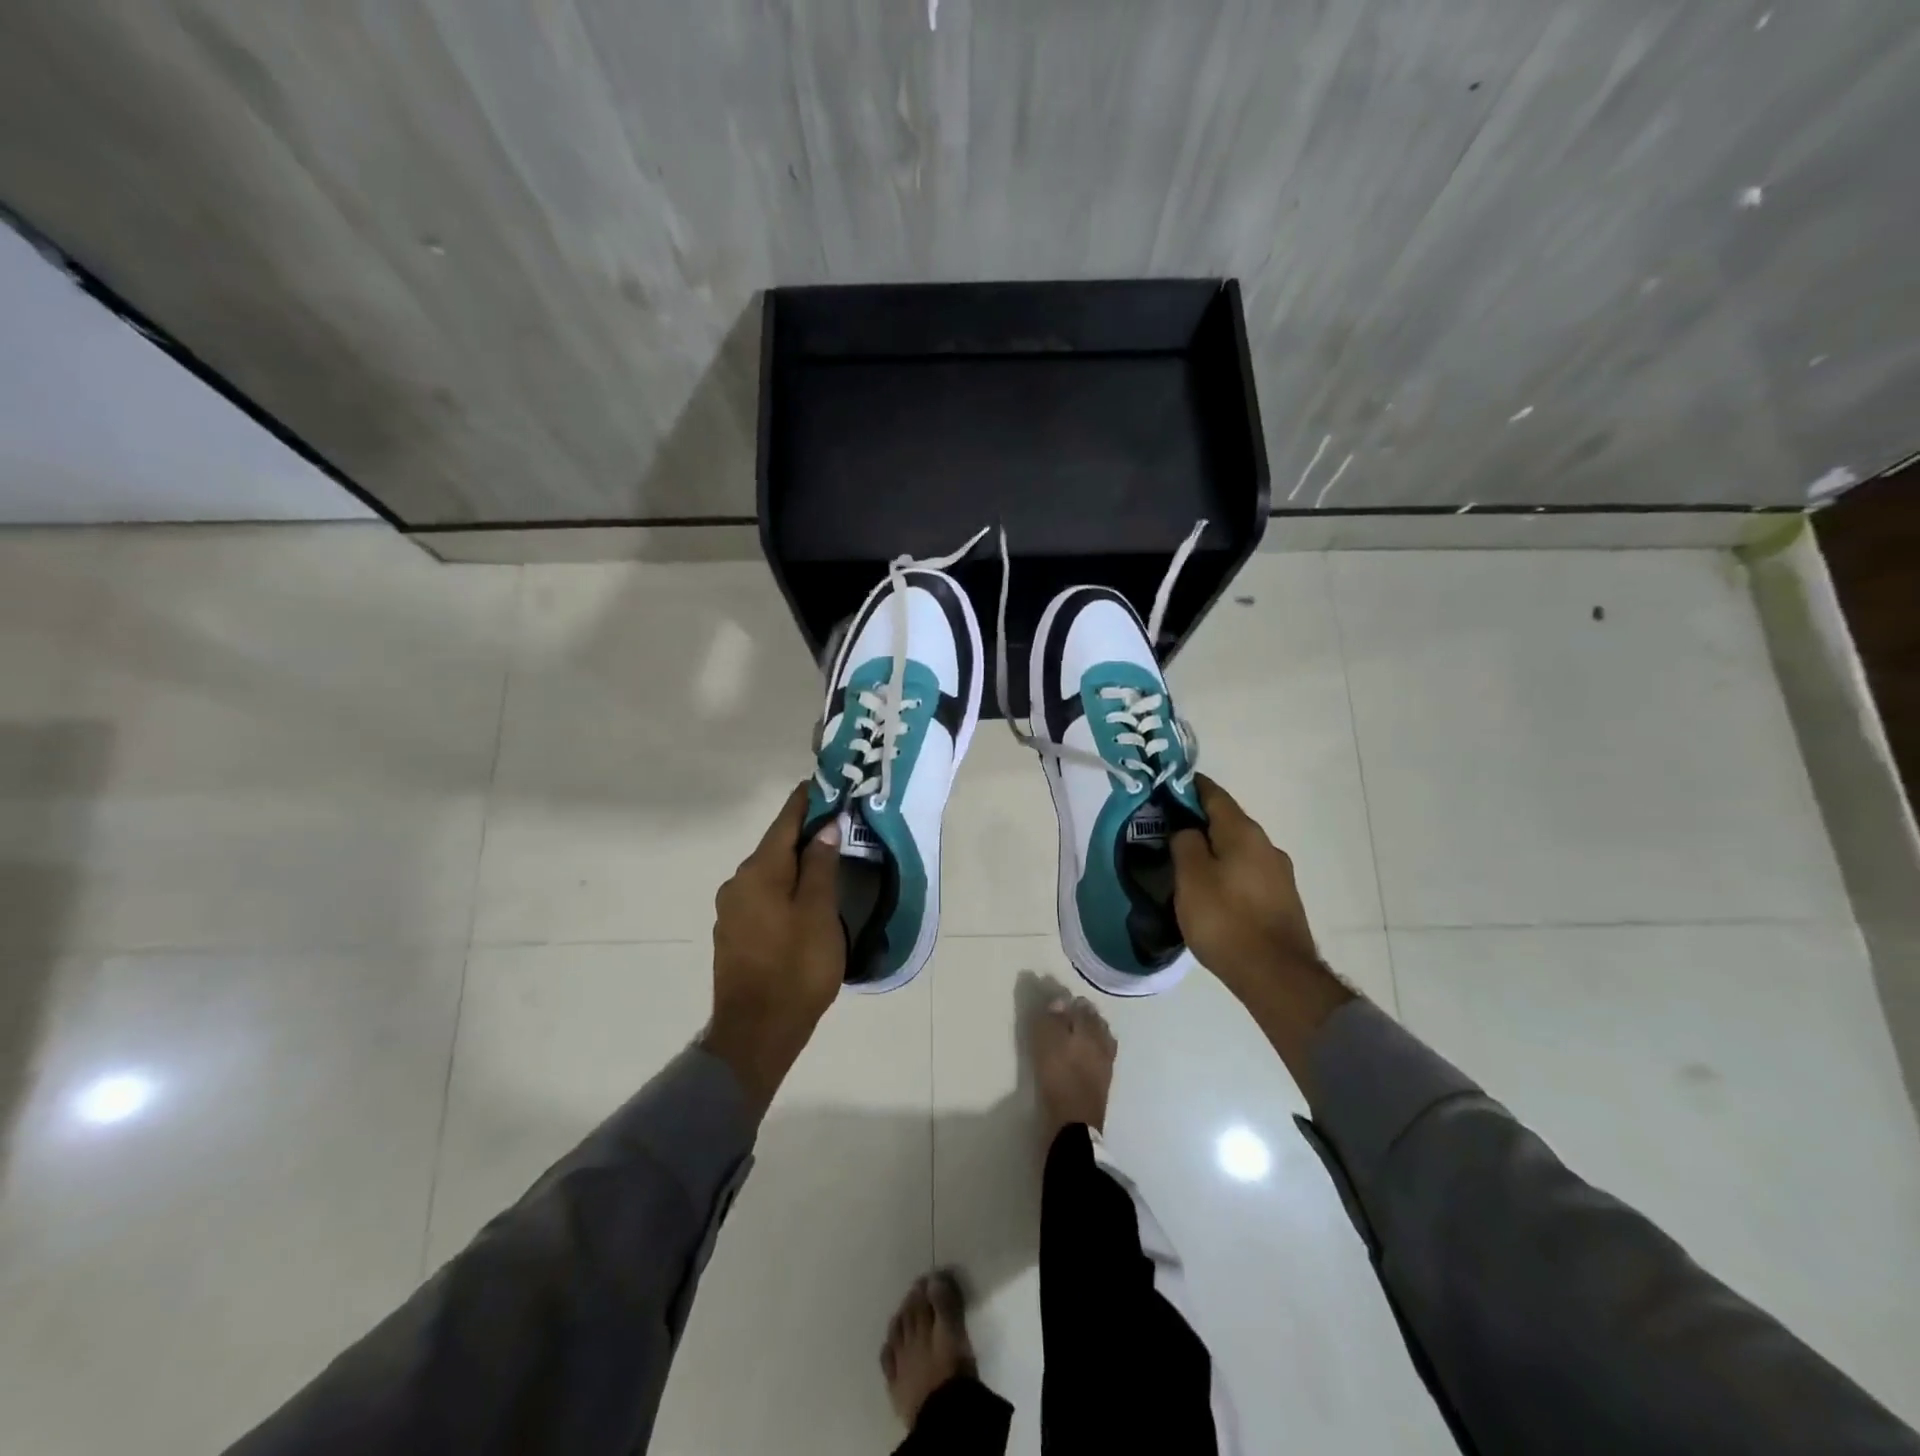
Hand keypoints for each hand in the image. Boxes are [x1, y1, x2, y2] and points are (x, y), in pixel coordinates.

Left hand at [703, 783, 843, 1115]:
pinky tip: (806, 897)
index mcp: (759, 872)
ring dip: (796, 863)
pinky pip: (764, 895)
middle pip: (776, 846)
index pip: (785, 822)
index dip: (806, 800)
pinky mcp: (734, 933)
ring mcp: (732, 909)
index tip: (825, 783)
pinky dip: (786, 887)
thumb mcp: (819, 913)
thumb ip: (821, 866)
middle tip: (840, 824)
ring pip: (770, 873)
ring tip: (829, 860)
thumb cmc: (796, 968)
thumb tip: (824, 828)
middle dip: (805, 833)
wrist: (757, 1032)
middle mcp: (738, 883)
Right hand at [1169, 775, 1322, 999]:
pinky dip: (1226, 872)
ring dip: (1213, 850)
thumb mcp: (1191, 878)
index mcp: (1244, 833)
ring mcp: (1278, 875)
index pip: (1214, 795)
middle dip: (1198, 822)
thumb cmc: (1225, 920)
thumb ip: (1185, 844)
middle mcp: (1267, 846)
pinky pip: (1246, 874)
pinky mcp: (1281, 900)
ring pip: (1237, 850)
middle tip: (1166, 832)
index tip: (1165, 788)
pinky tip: (1211, 891)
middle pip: (1227, 823)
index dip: (1189, 787)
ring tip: (1185, 865)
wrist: (1276, 975)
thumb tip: (1187, 830)